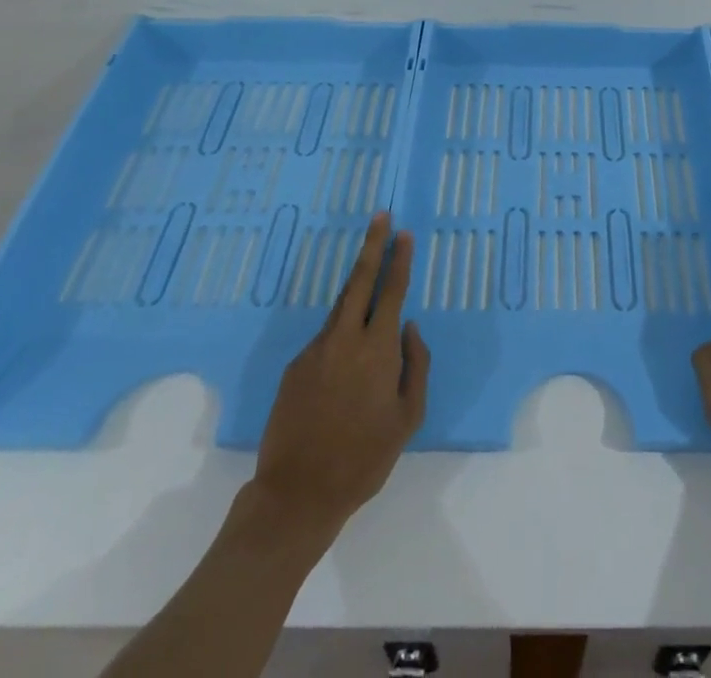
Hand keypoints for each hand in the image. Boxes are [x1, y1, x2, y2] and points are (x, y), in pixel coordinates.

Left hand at [252, 212, 429, 539]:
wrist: (297, 494)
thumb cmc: (364, 459)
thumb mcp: (408, 417)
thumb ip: (416, 365)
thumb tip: (410, 328)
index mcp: (377, 349)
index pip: (392, 291)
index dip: (399, 259)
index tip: (404, 233)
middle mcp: (344, 339)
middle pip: (359, 280)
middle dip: (372, 245)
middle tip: (380, 216)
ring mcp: (315, 350)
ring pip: (340, 306)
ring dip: (356, 284)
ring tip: (369, 268)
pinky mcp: (294, 366)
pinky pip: (325, 338)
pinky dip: (340, 332)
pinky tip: (344, 358)